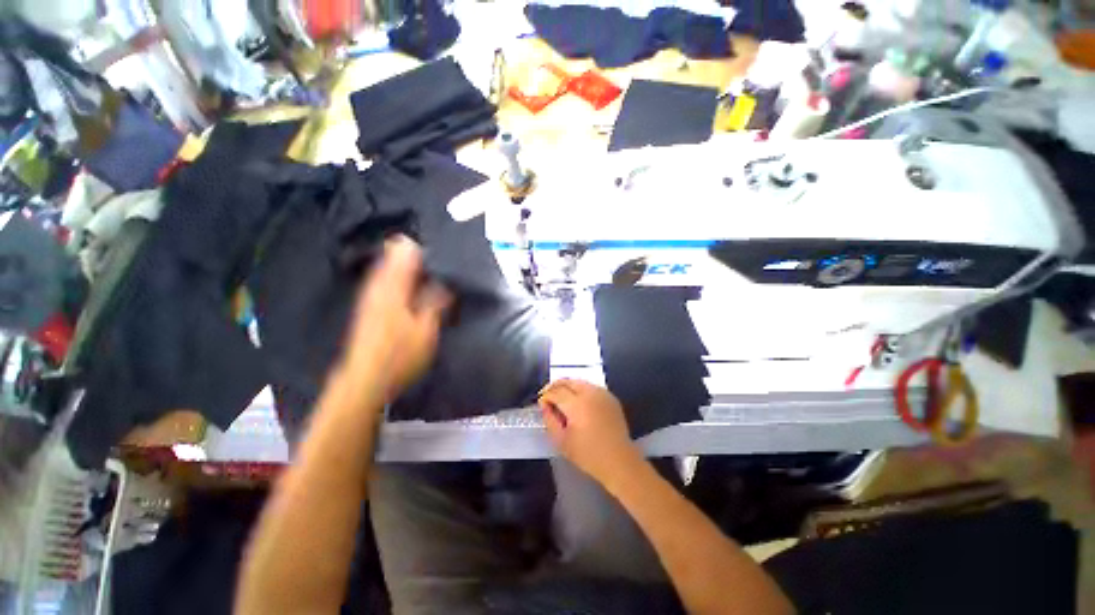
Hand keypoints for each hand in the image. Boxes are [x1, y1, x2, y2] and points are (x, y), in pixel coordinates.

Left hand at [342, 236, 450, 401]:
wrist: (365, 380)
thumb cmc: (400, 355)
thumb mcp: (427, 329)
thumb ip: (437, 301)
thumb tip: (446, 281)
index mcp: (393, 285)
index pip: (405, 248)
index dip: (426, 249)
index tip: (444, 260)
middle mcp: (378, 283)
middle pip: (396, 255)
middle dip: (421, 259)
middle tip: (443, 272)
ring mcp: (371, 294)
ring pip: (392, 268)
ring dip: (413, 271)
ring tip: (435, 282)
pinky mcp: (370, 305)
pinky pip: (388, 281)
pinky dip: (404, 281)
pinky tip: (417, 295)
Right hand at [539, 379, 643, 485]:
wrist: (619, 461)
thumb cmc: (588, 455)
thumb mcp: (561, 441)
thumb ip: (549, 420)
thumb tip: (545, 405)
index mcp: (577, 404)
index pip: (556, 392)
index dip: (545, 396)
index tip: (541, 403)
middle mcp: (590, 393)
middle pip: (567, 381)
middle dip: (555, 386)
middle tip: (548, 397)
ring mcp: (602, 393)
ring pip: (579, 382)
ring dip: (567, 387)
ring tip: (561, 399)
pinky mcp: (610, 397)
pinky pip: (591, 387)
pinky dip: (581, 390)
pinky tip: (578, 402)